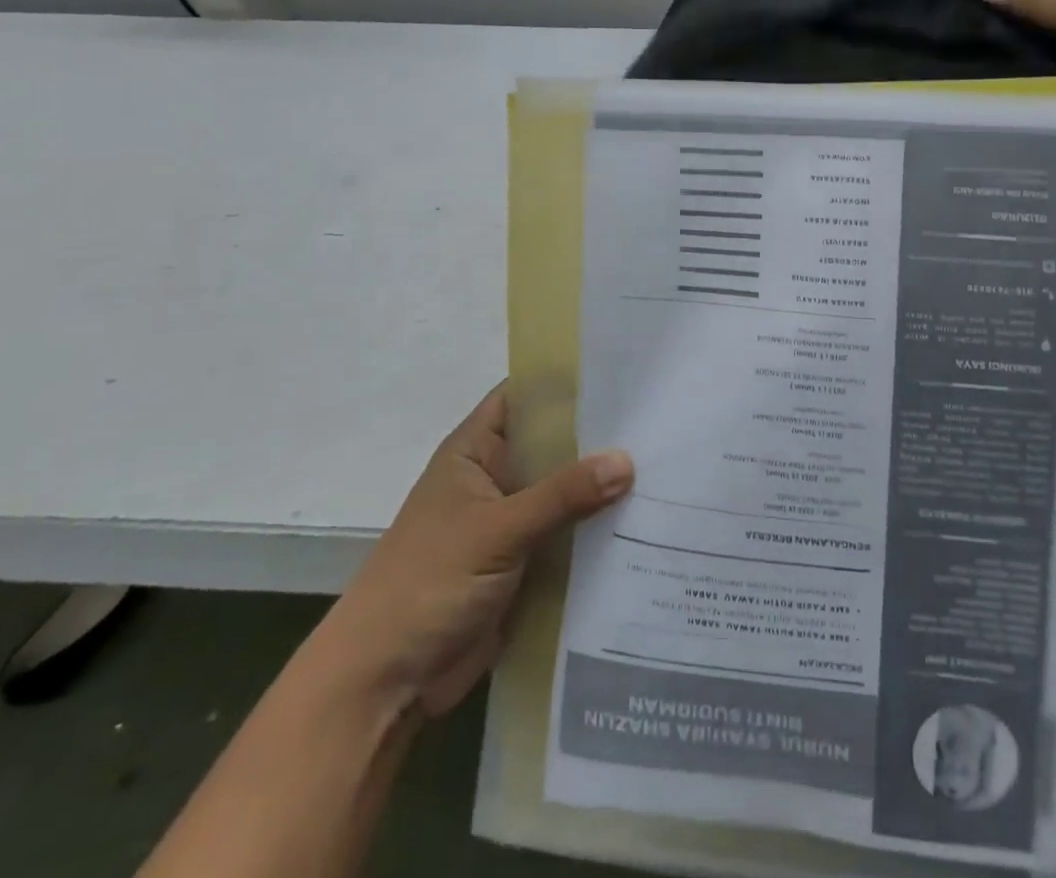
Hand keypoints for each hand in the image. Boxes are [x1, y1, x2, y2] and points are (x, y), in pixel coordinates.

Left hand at [313, 381, 631, 719]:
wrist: (386, 682)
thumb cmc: (428, 584)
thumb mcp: (497, 530)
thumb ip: (562, 494)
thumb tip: (627, 460)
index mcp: (476, 450)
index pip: (526, 396)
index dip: (568, 381)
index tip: (624, 372)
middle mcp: (497, 476)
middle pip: (555, 443)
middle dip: (600, 435)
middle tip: (662, 420)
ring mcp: (512, 520)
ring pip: (567, 490)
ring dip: (605, 485)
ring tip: (669, 465)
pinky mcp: (527, 561)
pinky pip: (570, 533)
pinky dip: (600, 528)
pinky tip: (649, 520)